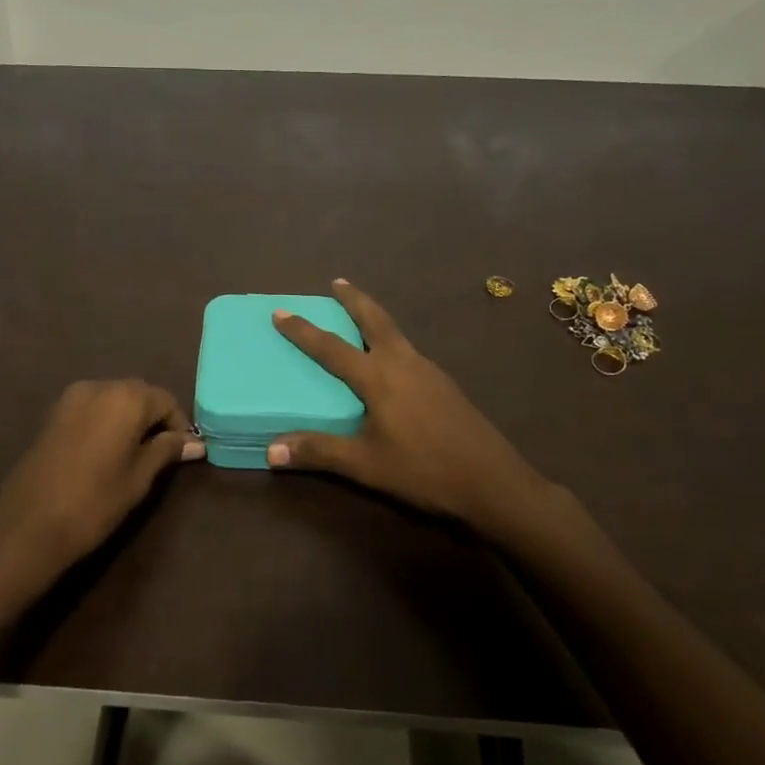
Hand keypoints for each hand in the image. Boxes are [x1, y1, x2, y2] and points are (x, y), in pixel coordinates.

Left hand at [0, 380, 202, 577]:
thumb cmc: (94, 503)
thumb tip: (196, 443)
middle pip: (139, 394)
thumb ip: (167, 451)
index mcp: (126, 398)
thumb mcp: (139, 478)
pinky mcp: (54, 413)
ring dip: (130, 417)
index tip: (183, 453)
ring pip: (114, 398)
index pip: (166, 400)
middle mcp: (100, 386)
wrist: (28, 526)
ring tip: (134, 453)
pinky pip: (92, 406)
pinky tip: (106, 450)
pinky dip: (106, 420)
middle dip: (154, 418)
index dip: (179, 425)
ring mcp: (72, 397)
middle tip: (161, 453)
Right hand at [269, 280, 546, 534]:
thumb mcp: (366, 465)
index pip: (331, 347)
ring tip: (361, 313)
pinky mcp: (444, 384)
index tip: (280, 311)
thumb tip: (271, 450)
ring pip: (395, 332)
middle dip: (353, 299)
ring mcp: (428, 371)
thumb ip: (319, 452)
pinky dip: (391, 339)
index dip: (302, 330)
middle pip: (374, 319)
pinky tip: (392, 360)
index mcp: (379, 377)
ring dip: (374, 317)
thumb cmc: (424, 470)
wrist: (493, 482)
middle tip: (337, 283)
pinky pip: (408, 349)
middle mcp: (403, 363)